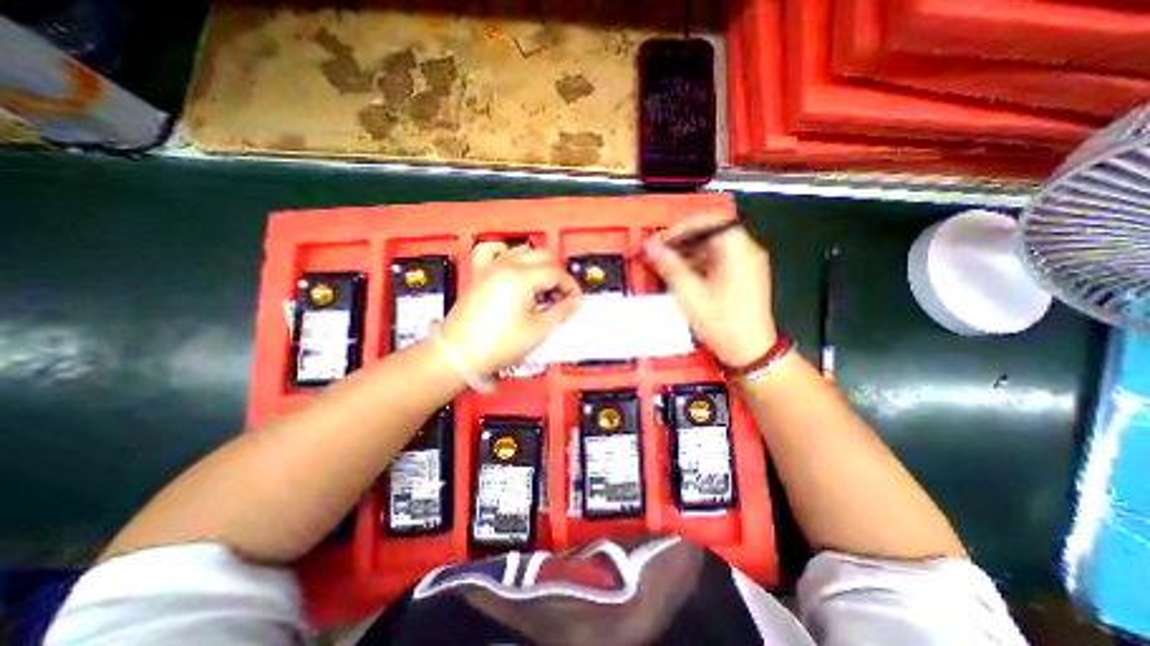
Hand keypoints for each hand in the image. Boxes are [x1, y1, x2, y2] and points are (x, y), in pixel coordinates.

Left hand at [442, 243, 583, 371]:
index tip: (574, 299)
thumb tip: (573, 302)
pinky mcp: (479, 274)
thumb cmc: (495, 345)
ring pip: (521, 250)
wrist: (460, 354)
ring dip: (538, 265)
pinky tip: (512, 263)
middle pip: (542, 256)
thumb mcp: (538, 331)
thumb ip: (561, 312)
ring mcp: (489, 268)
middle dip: (557, 274)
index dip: (570, 286)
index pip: (555, 273)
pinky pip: (491, 251)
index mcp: (520, 278)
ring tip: (542, 285)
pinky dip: (506, 252)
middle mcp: (505, 266)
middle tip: (561, 294)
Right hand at [643, 212, 776, 369]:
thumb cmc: (721, 321)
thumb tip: (649, 247)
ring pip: (712, 248)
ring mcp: (746, 264)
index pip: (708, 221)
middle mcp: (746, 251)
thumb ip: (668, 266)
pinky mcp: (743, 276)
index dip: (681, 228)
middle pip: (709, 233)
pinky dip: (698, 264)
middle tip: (658, 253)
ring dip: (687, 254)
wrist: (750, 351)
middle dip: (681, 242)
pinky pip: (717, 261)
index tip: (660, 241)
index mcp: (737, 250)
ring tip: (665, 266)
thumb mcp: (689, 293)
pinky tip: (681, 276)